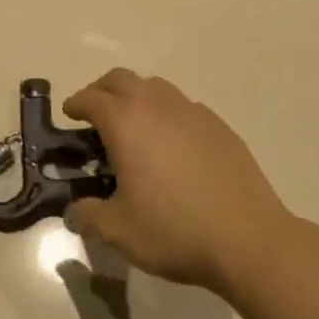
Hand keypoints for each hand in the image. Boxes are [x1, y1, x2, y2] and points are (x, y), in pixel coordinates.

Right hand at [62, 69, 291, 293]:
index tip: (69, 115)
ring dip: (136, 96)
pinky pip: (183, 106)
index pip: (91, 98)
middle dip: (102, 90)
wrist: (249, 239)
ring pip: (155, 86)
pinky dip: (167, 113)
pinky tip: (172, 144)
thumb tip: (74, 213)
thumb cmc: (174, 230)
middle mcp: (156, 105)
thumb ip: (89, 217)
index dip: (75, 104)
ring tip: (134, 126)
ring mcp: (192, 112)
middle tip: (96, 114)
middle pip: (121, 79)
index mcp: (125, 122)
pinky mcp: (219, 126)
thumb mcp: (119, 231)